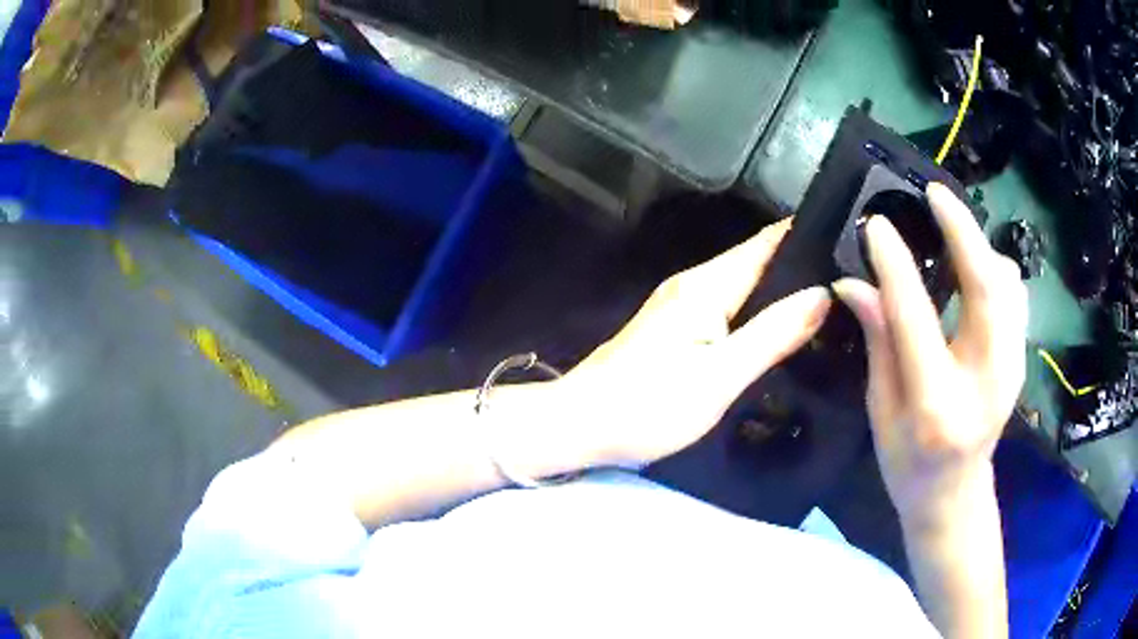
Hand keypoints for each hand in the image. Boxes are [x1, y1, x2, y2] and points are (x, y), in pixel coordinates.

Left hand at [559, 219, 832, 468]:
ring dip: (778, 289)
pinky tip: (776, 327)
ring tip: (826, 302)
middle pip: (755, 262)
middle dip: (799, 265)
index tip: (848, 243)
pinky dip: (755, 310)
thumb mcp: (721, 376)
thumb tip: (823, 293)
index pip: (766, 244)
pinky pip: (726, 307)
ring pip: (741, 285)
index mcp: (707, 285)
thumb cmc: (649, 405)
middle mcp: (693, 283)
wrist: (579, 425)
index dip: (806, 238)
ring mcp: (679, 305)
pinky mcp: (673, 328)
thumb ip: (773, 334)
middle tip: (848, 281)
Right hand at [834, 184, 1027, 528]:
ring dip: (981, 248)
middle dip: (962, 231)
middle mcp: (984, 381)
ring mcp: (1011, 369)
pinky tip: (977, 267)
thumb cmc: (906, 464)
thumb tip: (853, 282)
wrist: (953, 495)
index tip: (876, 225)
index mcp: (936, 404)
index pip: (916, 317)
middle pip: (985, 287)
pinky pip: (1015, 297)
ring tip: (953, 228)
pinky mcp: (1021, 359)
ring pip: (1008, 285)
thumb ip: (877, 341)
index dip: (895, 265)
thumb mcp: (880, 410)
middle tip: (935, 194)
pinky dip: (997, 270)